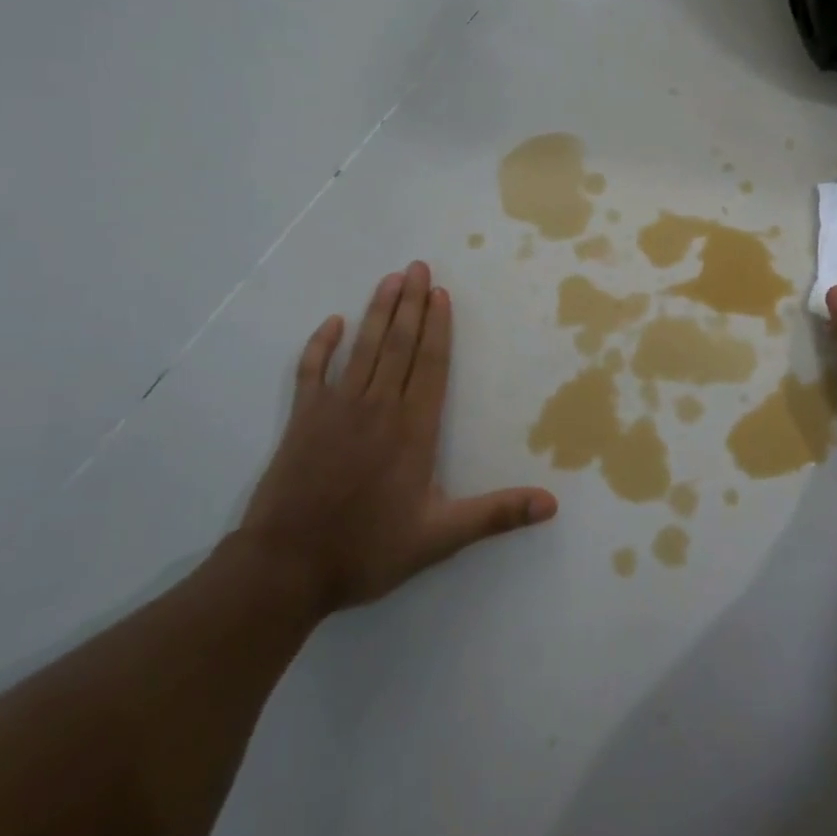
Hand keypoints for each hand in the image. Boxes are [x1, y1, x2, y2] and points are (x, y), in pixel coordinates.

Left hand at [237, 262, 557, 616]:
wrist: (285, 568)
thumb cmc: (367, 550)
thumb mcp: (440, 538)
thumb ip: (496, 514)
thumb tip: (552, 504)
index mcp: (412, 429)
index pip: (430, 365)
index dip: (437, 327)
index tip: (441, 293)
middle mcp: (377, 407)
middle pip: (398, 344)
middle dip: (411, 303)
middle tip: (418, 266)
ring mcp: (335, 409)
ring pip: (363, 348)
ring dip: (377, 311)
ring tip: (390, 279)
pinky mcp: (302, 419)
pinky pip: (311, 370)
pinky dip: (321, 344)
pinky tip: (332, 323)